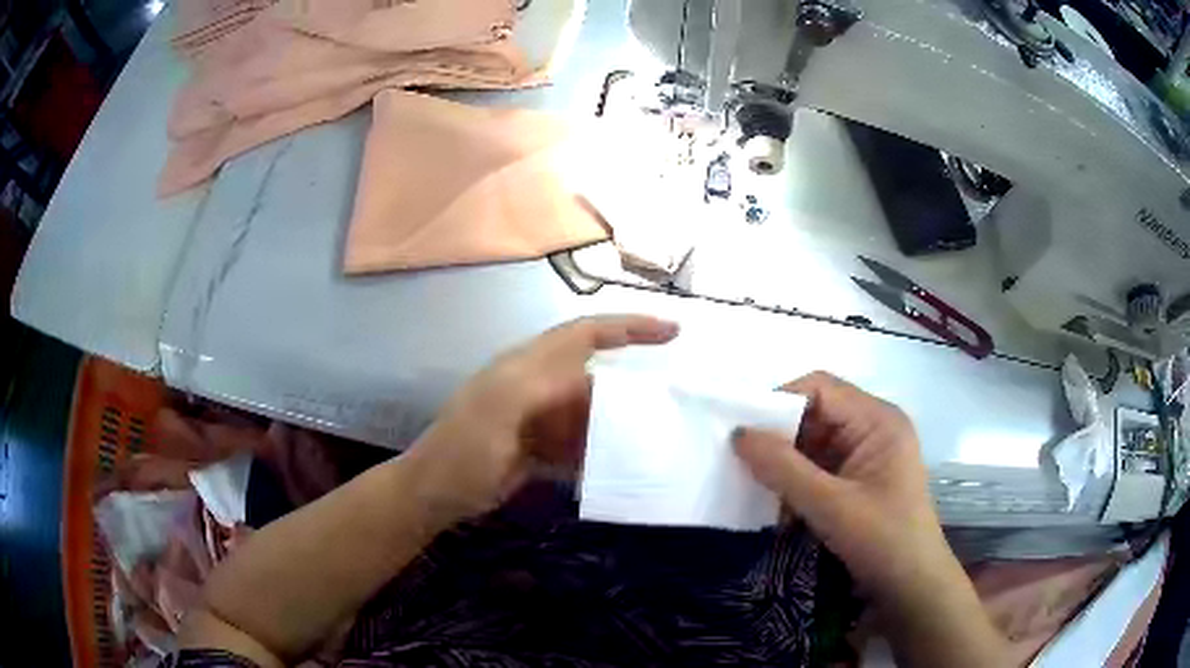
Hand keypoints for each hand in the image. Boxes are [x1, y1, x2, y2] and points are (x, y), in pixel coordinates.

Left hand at [404, 315, 679, 521]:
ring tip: (652, 433)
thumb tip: (591, 379)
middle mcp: (536, 384)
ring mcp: (537, 417)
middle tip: (670, 392)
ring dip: (616, 420)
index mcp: (527, 366)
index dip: (628, 327)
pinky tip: (615, 463)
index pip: (585, 333)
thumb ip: (541, 386)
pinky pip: (577, 440)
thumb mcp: (497, 412)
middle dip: (629, 376)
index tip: (672, 332)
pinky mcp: (537, 446)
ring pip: (588, 409)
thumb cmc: (463, 449)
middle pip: (592, 371)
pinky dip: (597, 449)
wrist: (436, 492)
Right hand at [732, 372, 947, 601]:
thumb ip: (783, 468)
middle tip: (739, 461)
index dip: (779, 401)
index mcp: (877, 419)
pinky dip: (797, 481)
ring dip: (785, 463)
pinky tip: (776, 502)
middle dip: (779, 436)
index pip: (820, 388)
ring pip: (815, 442)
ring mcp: (868, 454)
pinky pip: (821, 467)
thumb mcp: (830, 505)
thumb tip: (738, 435)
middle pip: (816, 413)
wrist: (911, 586)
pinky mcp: (860, 479)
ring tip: (752, 483)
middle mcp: (874, 427)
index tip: (742, 431)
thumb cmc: (881, 540)